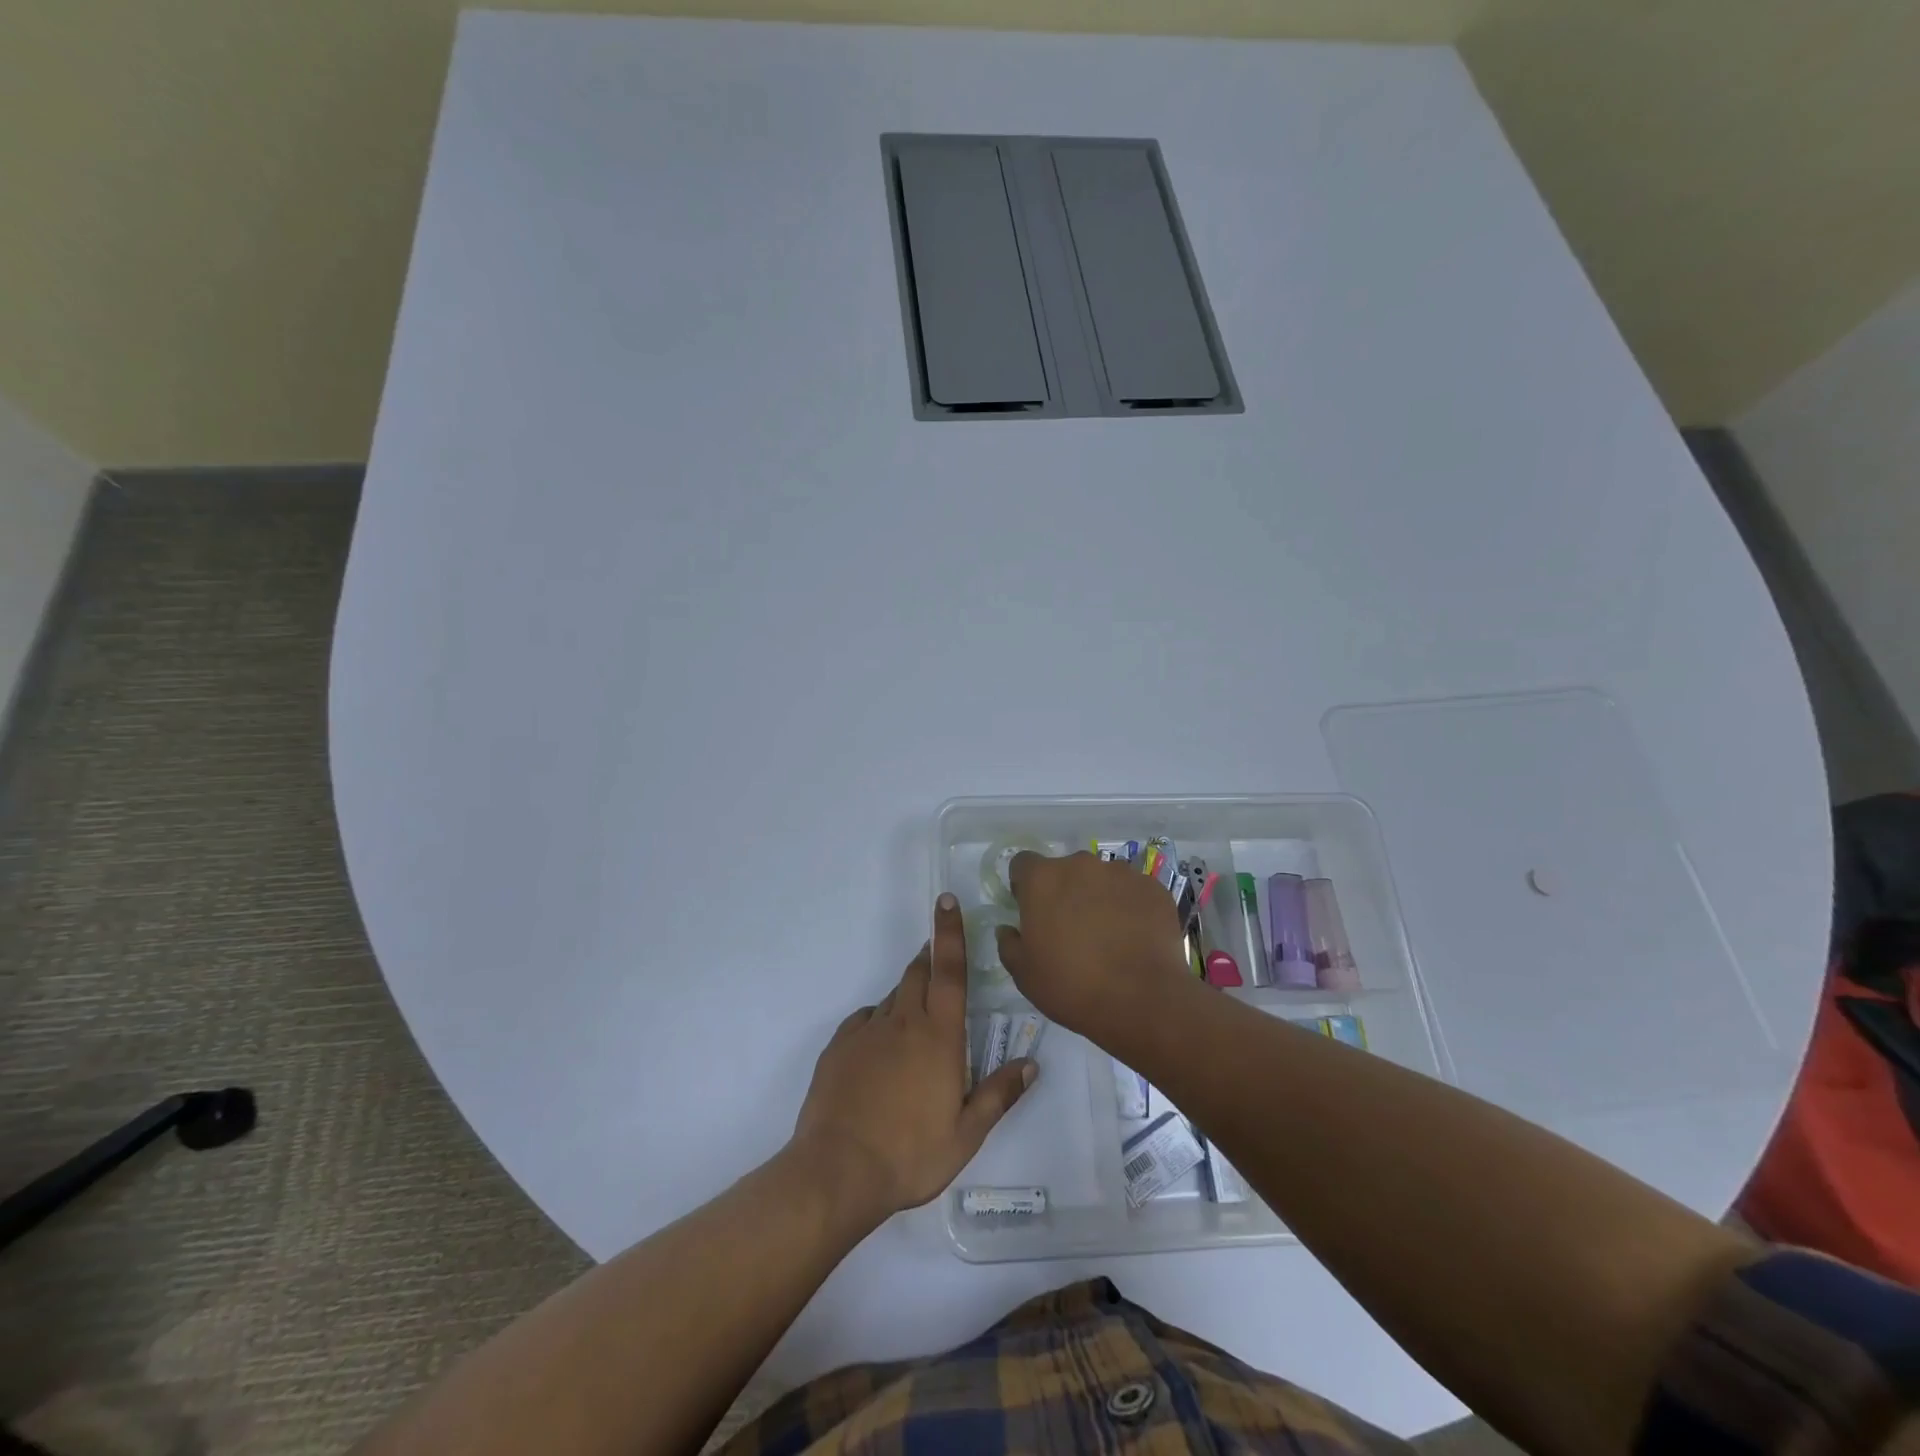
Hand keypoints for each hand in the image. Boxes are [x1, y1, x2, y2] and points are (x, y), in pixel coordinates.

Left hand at [790, 894, 1034, 1223]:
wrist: (837, 1172)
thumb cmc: (911, 1154)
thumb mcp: (966, 1133)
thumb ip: (1000, 1094)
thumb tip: (1032, 1063)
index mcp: (938, 1035)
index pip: (948, 970)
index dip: (950, 932)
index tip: (946, 900)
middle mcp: (902, 1021)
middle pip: (918, 973)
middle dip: (930, 959)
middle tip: (938, 961)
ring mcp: (866, 1031)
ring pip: (893, 998)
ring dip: (907, 998)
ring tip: (914, 1031)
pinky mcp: (839, 1046)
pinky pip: (865, 1021)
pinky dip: (879, 1024)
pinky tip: (880, 1052)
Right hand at [996, 851, 1192, 1042]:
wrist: (1142, 1000)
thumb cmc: (1071, 986)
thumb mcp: (1024, 974)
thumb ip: (1009, 944)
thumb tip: (1009, 929)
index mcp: (1043, 879)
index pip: (1023, 863)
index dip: (1024, 886)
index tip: (1031, 911)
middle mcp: (1081, 864)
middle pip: (1066, 870)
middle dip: (1065, 892)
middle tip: (1070, 929)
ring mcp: (1122, 873)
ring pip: (1102, 879)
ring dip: (1099, 897)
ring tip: (1108, 936)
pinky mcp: (1153, 888)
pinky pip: (1133, 892)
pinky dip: (1130, 907)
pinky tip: (1134, 938)